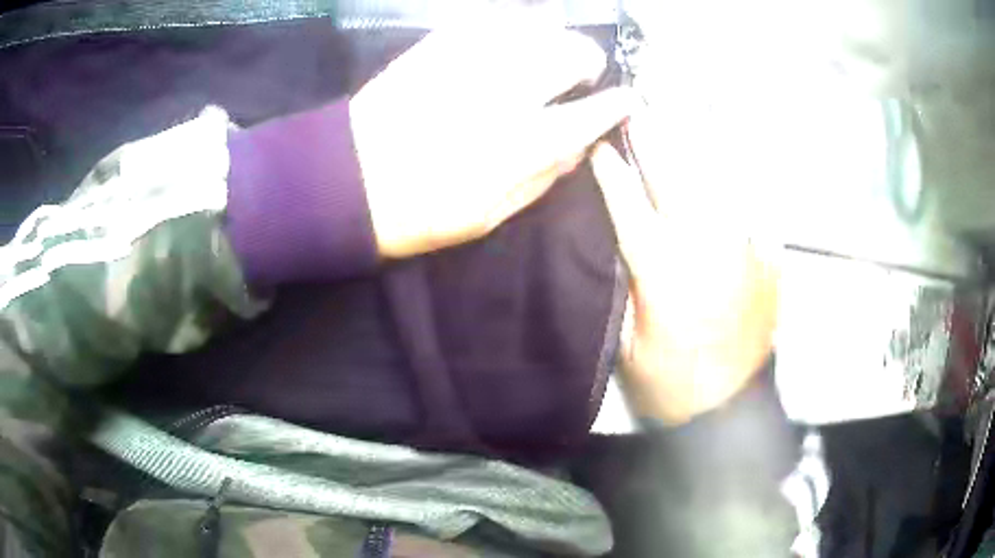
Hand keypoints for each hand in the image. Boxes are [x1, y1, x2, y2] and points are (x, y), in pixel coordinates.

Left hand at [350, 14, 635, 257]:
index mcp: (525, 142)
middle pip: (573, 52)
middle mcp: (508, 89)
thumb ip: (544, 177)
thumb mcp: (491, 216)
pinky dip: (515, 29)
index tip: (627, 99)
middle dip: (587, 61)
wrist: (346, 179)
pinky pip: (495, 20)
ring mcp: (472, 58)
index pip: (594, 111)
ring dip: (554, 41)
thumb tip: (580, 146)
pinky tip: (508, 45)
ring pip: (539, 27)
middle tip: (578, 76)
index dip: (617, 103)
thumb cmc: (420, 211)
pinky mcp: (439, 42)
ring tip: (544, 58)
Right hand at [590, 120, 779, 424]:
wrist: (730, 407)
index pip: (628, 204)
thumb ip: (621, 284)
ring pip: (717, 181)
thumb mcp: (626, 343)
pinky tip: (722, 168)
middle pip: (675, 178)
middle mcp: (707, 247)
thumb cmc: (670, 382)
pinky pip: (750, 207)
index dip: (610, 171)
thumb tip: (614, 238)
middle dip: (652, 139)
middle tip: (637, 110)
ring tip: (678, 117)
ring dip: (694, 147)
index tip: (598, 146)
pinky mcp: (768, 258)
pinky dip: (733, 184)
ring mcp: (745, 248)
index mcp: (664, 271)